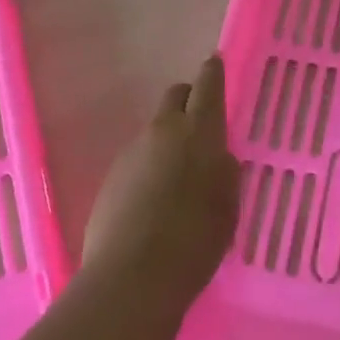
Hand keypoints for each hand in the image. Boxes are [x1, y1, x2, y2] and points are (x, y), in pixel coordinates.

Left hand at [81, 55, 240, 307]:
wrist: (132, 276)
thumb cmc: (195, 242)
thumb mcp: (227, 207)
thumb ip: (225, 173)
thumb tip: (218, 156)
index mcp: (198, 133)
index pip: (207, 86)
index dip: (213, 72)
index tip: (215, 62)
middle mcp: (162, 131)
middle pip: (175, 96)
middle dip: (190, 99)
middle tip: (202, 122)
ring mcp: (132, 152)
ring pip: (155, 130)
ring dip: (169, 139)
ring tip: (180, 176)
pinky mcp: (111, 176)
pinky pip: (138, 158)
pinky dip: (150, 166)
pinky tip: (155, 200)